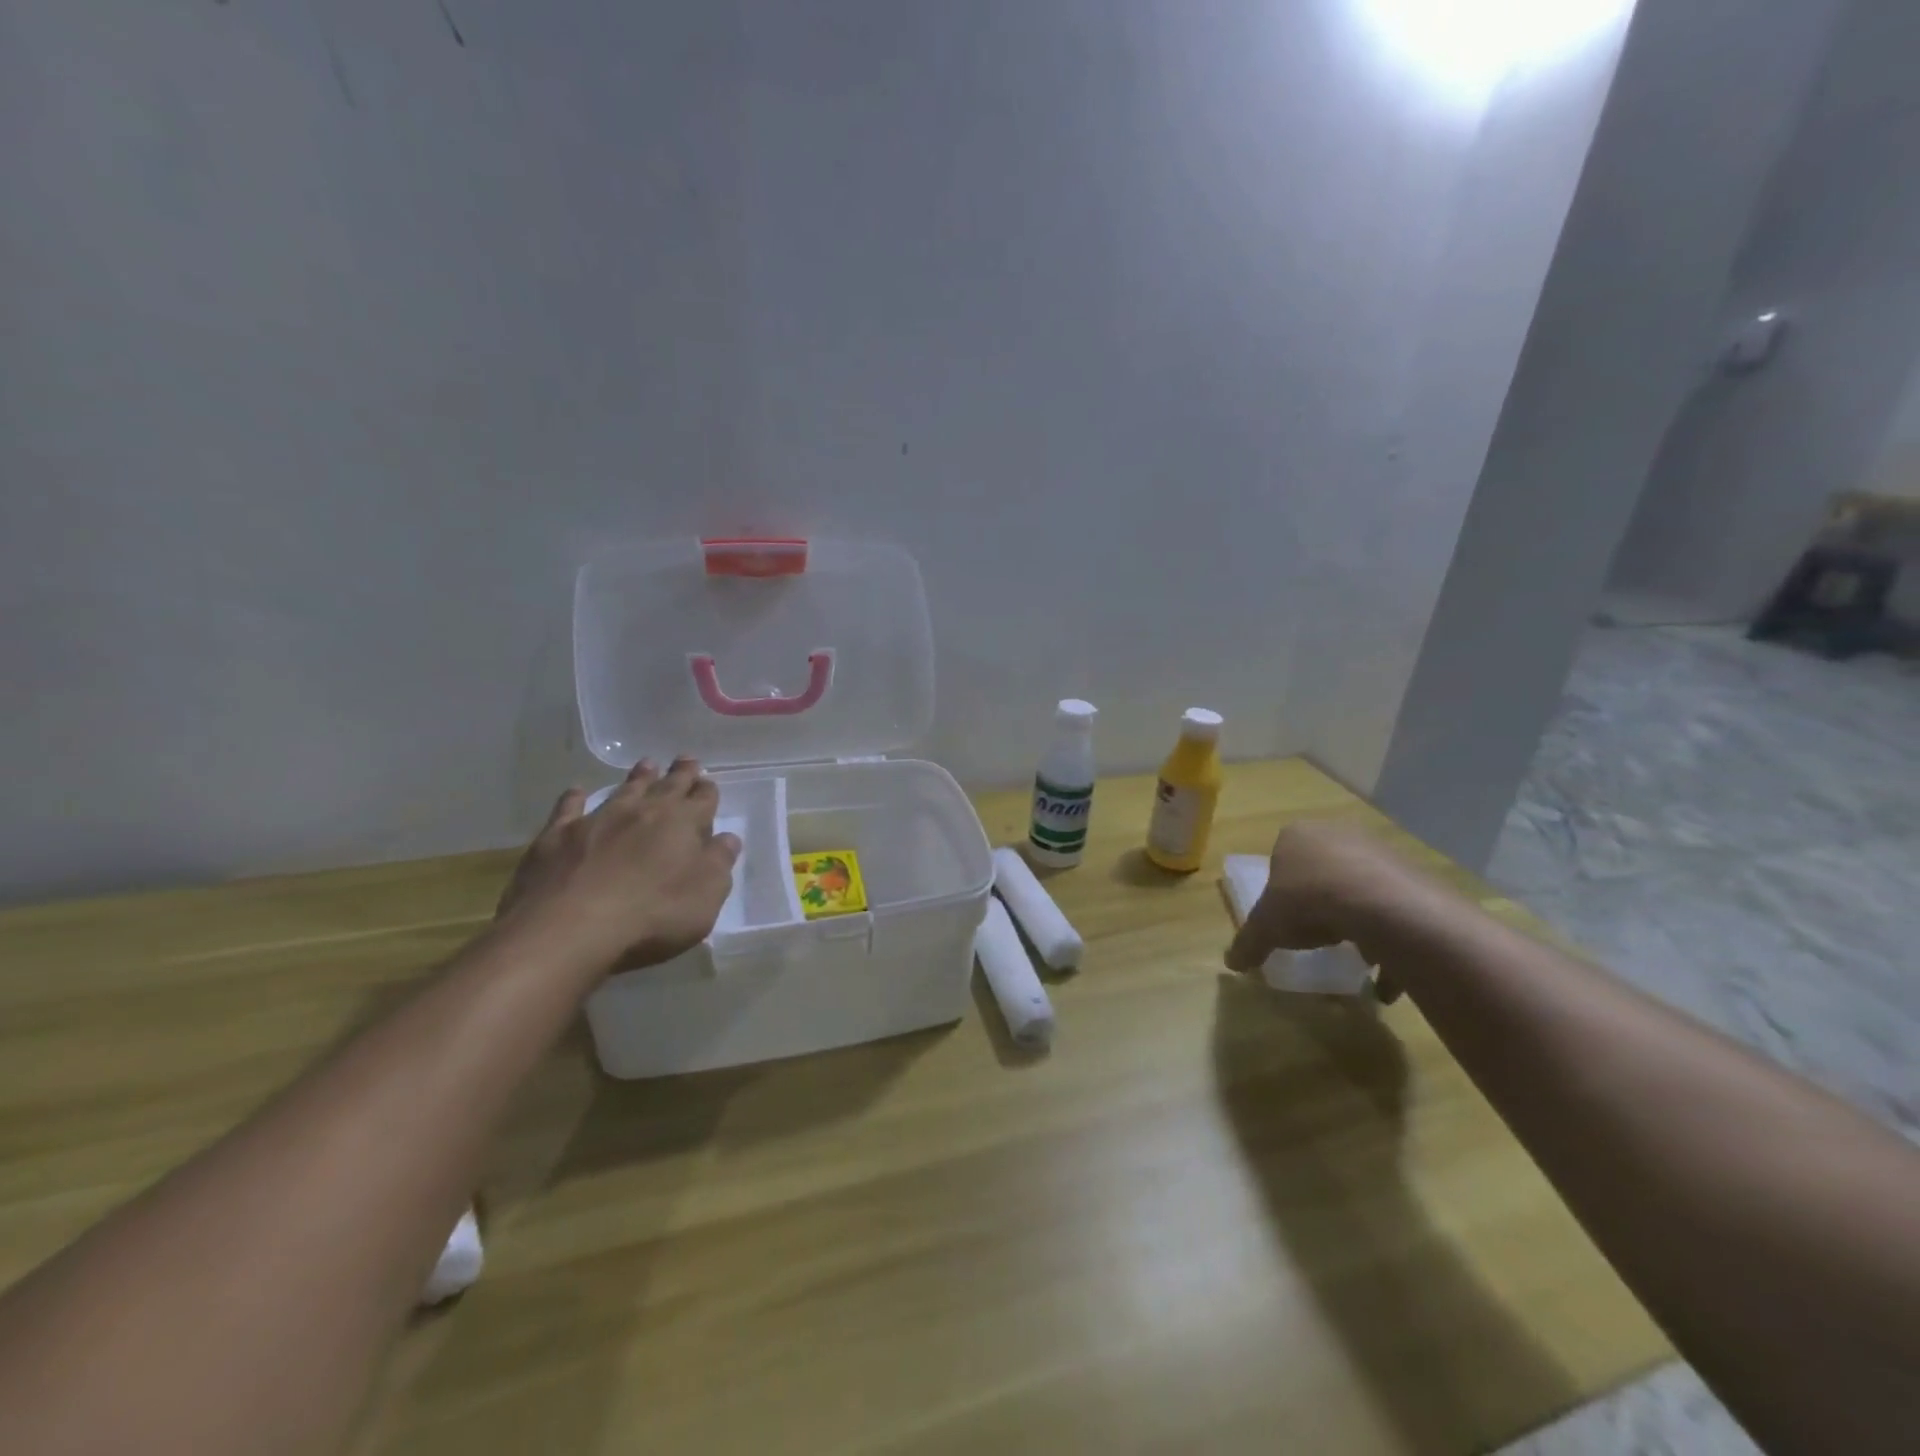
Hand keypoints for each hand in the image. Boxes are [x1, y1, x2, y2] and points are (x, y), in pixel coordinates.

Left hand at [496, 758, 741, 976]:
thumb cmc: (652, 915)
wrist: (569, 929)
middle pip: (667, 786)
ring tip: (647, 765)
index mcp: (683, 823)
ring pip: (624, 790)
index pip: (702, 799)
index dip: (708, 791)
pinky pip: (569, 808)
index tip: (709, 783)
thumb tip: (728, 839)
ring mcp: (598, 820)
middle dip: (680, 773)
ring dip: (638, 777)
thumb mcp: (705, 896)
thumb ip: (719, 863)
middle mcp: (643, 811)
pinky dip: (575, 798)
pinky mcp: (558, 836)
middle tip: (686, 759)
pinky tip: (577, 792)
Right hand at [1225, 821, 1435, 999]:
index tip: (1284, 917)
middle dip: (1321, 902)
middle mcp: (1338, 834)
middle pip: (1323, 871)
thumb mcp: (1267, 927)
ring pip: (1361, 888)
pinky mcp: (1413, 874)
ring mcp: (1379, 851)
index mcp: (1297, 836)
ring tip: (1354, 957)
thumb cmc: (1309, 901)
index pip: (1282, 858)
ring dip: (1357, 921)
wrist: (1381, 904)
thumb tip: (1231, 962)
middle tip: (1318, 934)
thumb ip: (1248, 943)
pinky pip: (1395, 909)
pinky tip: (1384, 977)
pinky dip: (1390, 941)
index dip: (1281, 890)